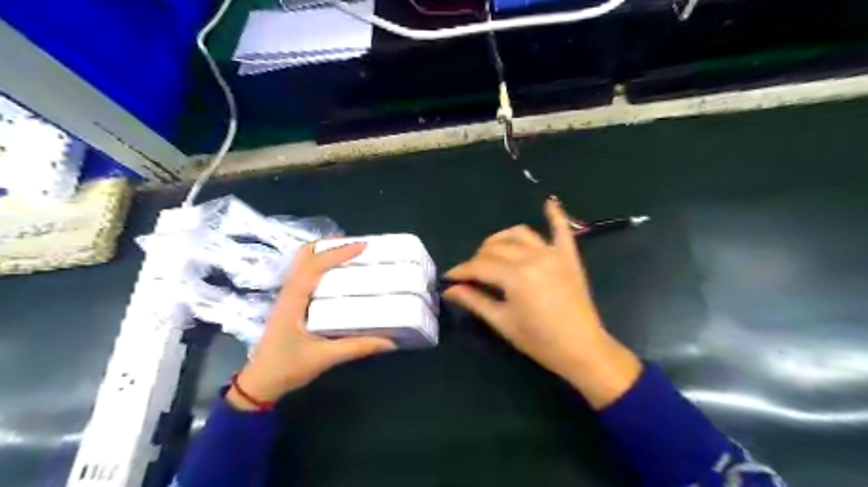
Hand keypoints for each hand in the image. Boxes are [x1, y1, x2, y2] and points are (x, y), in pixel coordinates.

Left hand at [227, 241, 394, 407]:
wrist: (259, 383)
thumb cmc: (287, 368)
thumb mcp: (324, 358)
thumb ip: (357, 347)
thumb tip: (389, 341)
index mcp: (294, 299)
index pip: (315, 266)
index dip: (339, 253)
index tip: (363, 246)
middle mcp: (289, 292)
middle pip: (304, 255)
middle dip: (329, 245)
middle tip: (355, 245)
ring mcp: (288, 297)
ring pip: (302, 263)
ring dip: (324, 253)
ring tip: (349, 254)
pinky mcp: (290, 304)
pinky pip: (304, 274)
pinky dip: (321, 266)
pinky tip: (337, 275)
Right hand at [443, 200, 638, 409]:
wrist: (582, 349)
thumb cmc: (539, 341)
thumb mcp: (503, 322)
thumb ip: (475, 301)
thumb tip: (450, 290)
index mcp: (515, 276)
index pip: (479, 266)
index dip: (461, 271)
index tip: (449, 277)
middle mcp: (533, 257)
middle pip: (496, 247)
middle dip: (477, 258)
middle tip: (471, 274)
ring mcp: (553, 254)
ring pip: (519, 234)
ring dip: (501, 239)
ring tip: (492, 251)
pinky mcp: (569, 256)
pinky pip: (562, 229)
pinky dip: (555, 214)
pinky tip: (548, 202)